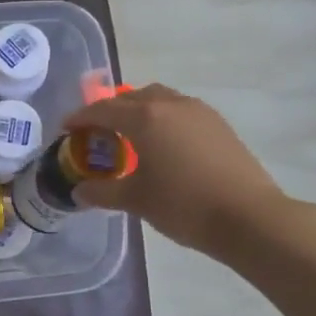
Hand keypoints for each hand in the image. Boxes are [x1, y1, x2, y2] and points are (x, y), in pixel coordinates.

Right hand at [64, 85, 289, 259]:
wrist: (248, 217)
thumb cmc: (183, 205)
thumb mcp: (136, 200)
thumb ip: (103, 192)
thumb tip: (79, 192)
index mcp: (146, 118)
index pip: (103, 110)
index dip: (81, 118)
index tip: (66, 129)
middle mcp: (171, 105)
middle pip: (132, 98)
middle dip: (110, 111)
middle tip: (97, 133)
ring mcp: (199, 112)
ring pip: (160, 100)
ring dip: (139, 111)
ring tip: (129, 136)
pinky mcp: (219, 126)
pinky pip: (180, 112)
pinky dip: (162, 120)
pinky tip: (161, 146)